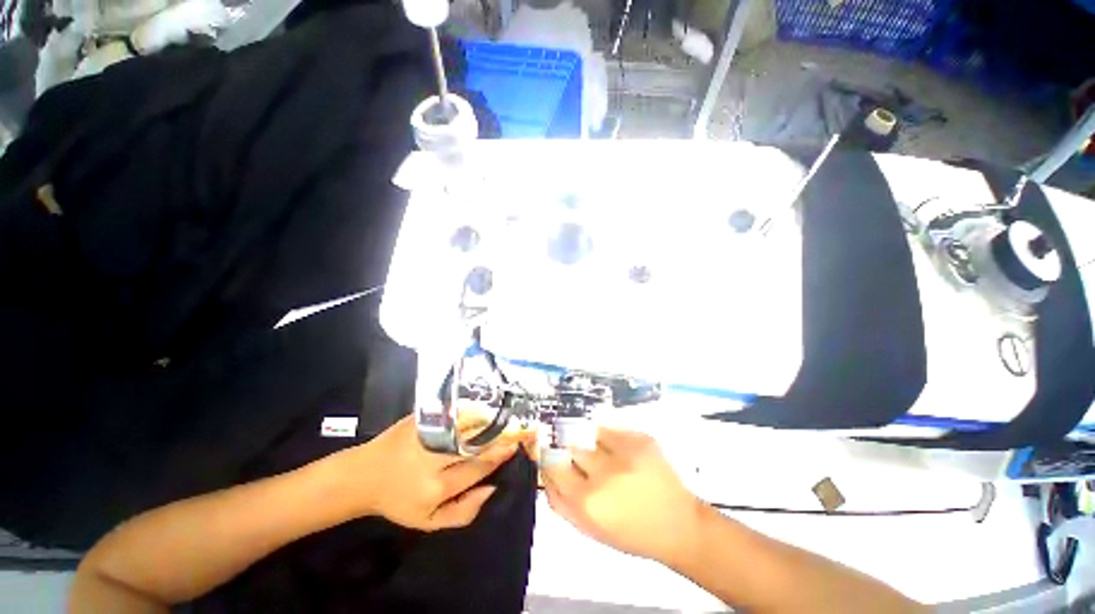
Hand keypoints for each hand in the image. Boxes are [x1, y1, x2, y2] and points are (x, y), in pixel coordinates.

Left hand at [334, 414, 527, 530]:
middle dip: (502, 434)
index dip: (500, 455)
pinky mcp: (422, 418)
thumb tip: (493, 488)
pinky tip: (485, 406)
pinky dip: (473, 409)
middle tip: (521, 426)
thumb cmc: (399, 500)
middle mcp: (434, 458)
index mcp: (437, 486)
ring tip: (508, 415)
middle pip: (477, 443)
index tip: (516, 444)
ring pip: (468, 424)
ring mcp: (428, 433)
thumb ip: (464, 512)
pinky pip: (455, 412)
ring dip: (491, 419)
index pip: (478, 467)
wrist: (365, 474)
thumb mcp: (428, 521)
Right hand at [541, 428, 703, 566]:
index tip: (551, 456)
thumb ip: (559, 501)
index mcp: (588, 501)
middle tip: (583, 461)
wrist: (679, 525)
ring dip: (590, 444)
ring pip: (589, 434)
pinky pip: (611, 430)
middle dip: (571, 451)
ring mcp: (625, 451)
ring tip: (606, 459)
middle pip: (570, 446)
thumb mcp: (588, 528)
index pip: (552, 465)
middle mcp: (604, 472)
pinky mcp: (641, 439)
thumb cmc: (630, 533)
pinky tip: (621, 455)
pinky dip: (609, 439)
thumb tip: (544, 470)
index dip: (549, 458)